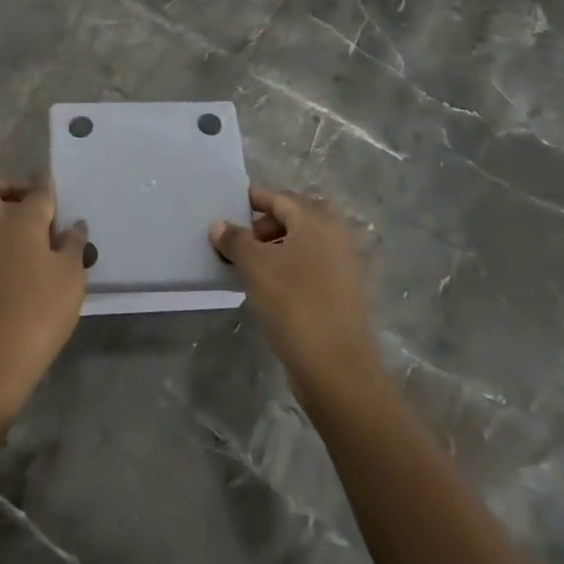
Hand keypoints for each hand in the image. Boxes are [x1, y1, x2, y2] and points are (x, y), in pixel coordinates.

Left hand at [0, 180, 88, 421]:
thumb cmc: (40, 313)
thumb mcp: (71, 278)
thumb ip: (72, 246)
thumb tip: (73, 226)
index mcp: (20, 222)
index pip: (37, 192)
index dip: (46, 184)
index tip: (50, 180)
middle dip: (5, 186)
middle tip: (26, 203)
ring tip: (7, 225)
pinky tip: (0, 253)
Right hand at [210, 188, 383, 406]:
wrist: (337, 366)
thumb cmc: (293, 303)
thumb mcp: (254, 267)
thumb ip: (235, 240)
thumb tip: (218, 224)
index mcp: (316, 219)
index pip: (279, 198)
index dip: (252, 200)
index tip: (227, 209)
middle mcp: (336, 234)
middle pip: (293, 218)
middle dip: (262, 227)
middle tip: (236, 243)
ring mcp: (344, 264)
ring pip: (302, 244)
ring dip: (274, 249)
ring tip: (247, 268)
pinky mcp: (344, 291)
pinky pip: (311, 266)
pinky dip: (289, 268)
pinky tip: (269, 288)